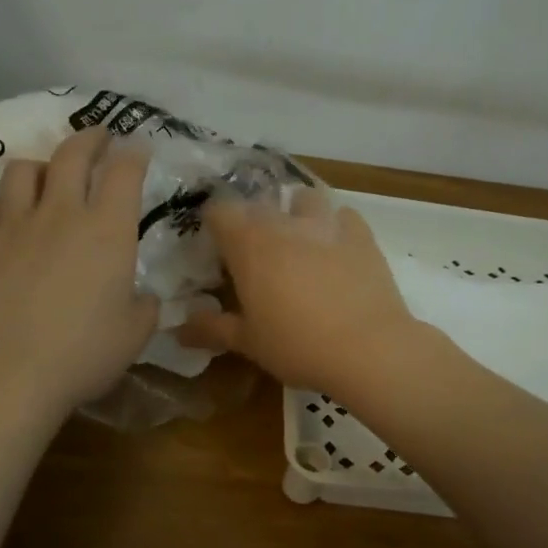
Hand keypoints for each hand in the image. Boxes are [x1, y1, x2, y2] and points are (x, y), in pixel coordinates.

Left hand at [0, 126, 159, 421]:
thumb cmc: (84, 354)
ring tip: (46, 176)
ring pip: (21, 171)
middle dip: (89, 138)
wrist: (8, 375)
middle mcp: (60, 214)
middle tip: (98, 138)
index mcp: (107, 230)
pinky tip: (6, 220)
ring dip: (39, 166)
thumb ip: (144, 307)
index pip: (124, 171)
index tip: (138, 148)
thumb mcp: (135, 334)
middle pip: (71, 154)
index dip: (134, 154)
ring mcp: (13, 226)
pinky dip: (0, 206)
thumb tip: (141, 297)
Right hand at [177, 187, 425, 396]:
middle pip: (260, 203)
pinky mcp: (362, 235)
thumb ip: (211, 329)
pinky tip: (335, 249)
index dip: (213, 225)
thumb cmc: (297, 344)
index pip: (219, 210)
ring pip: (304, 198)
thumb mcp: (248, 342)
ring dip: (295, 212)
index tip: (215, 249)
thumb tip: (178, 330)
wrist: (369, 349)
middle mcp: (285, 222)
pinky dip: (334, 226)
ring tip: (297, 240)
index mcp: (249, 242)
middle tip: (253, 254)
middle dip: (252, 221)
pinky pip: (343, 216)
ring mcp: (327, 224)